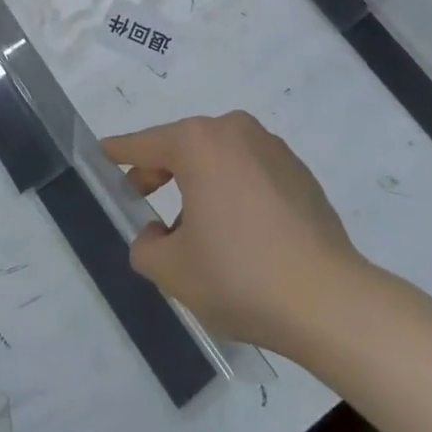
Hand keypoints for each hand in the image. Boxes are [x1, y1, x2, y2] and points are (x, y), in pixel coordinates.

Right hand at [101, 112, 365, 352]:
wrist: (328, 300)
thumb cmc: (239, 276)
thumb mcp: (173, 270)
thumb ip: (146, 246)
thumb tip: (155, 234)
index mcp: (199, 143)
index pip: (145, 144)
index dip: (120, 153)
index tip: (102, 153)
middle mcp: (235, 131)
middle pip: (184, 146)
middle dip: (160, 172)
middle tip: (142, 201)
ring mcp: (272, 148)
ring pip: (220, 159)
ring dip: (200, 184)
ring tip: (196, 231)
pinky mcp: (299, 172)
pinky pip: (251, 173)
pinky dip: (234, 192)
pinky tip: (240, 235)